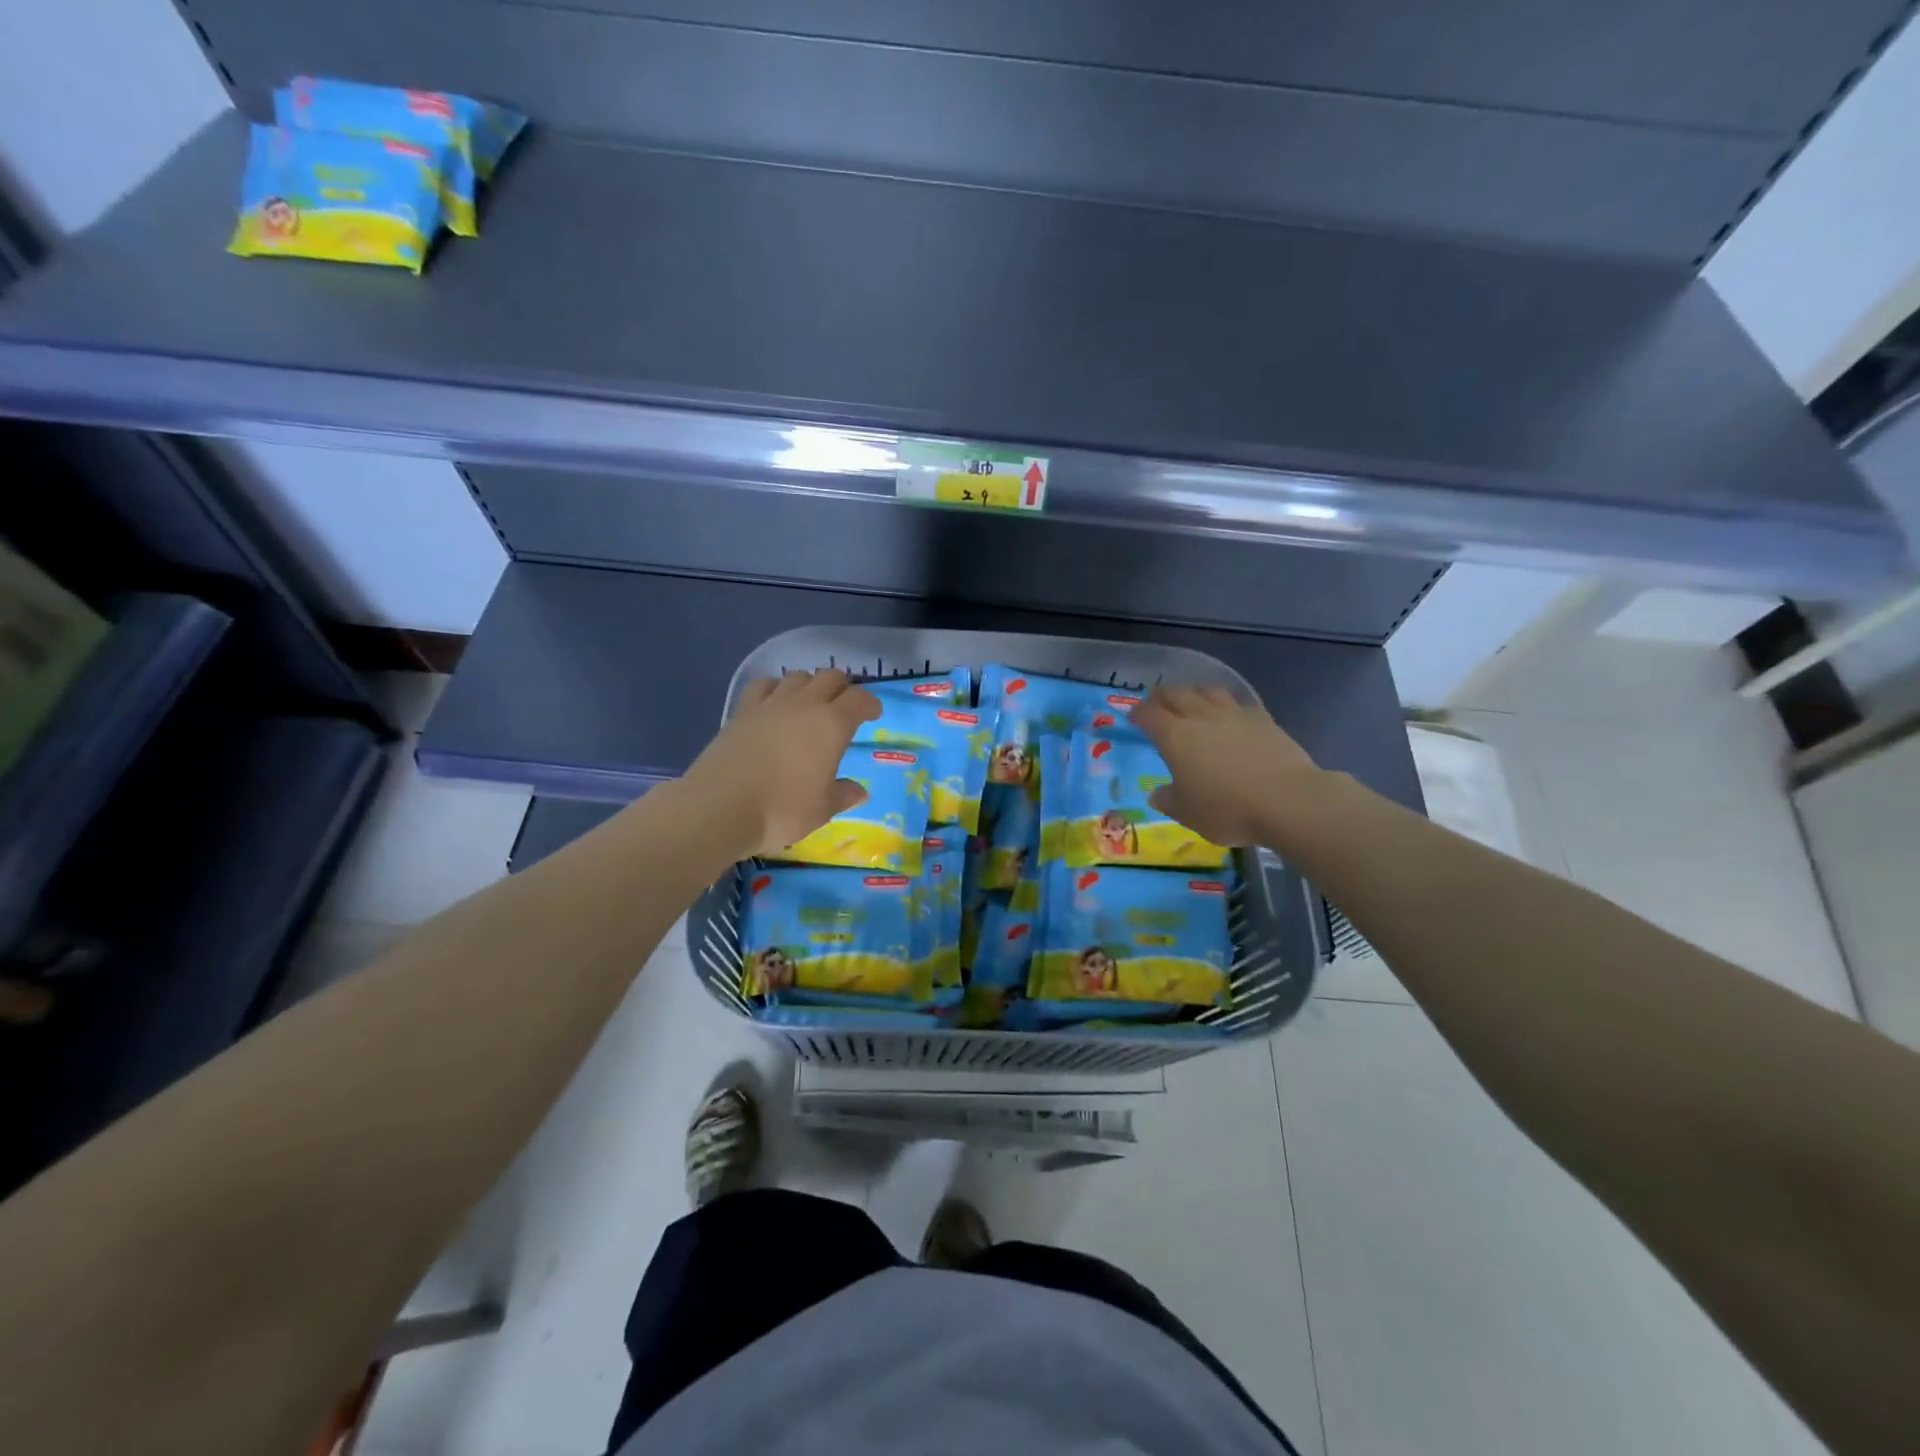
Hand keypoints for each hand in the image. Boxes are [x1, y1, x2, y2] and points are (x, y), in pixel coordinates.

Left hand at [683, 670, 881, 858]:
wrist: (719, 807)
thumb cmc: (782, 810)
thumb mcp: (822, 810)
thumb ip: (843, 795)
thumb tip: (859, 791)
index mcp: (832, 725)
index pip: (859, 699)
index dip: (870, 704)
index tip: (872, 714)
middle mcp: (804, 705)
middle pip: (830, 677)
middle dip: (842, 688)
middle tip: (843, 708)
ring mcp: (770, 704)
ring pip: (797, 676)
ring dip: (809, 685)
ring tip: (809, 705)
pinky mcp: (742, 711)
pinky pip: (764, 686)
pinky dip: (775, 689)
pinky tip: (774, 705)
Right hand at [1131, 684, 1321, 847]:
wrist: (1287, 800)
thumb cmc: (1228, 809)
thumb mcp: (1189, 814)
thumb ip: (1169, 800)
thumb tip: (1157, 794)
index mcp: (1175, 736)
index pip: (1149, 715)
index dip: (1138, 714)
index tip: (1133, 718)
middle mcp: (1200, 717)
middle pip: (1175, 694)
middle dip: (1161, 696)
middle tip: (1156, 703)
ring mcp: (1234, 714)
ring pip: (1207, 690)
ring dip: (1193, 691)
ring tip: (1190, 699)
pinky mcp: (1262, 718)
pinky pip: (1237, 701)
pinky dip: (1225, 703)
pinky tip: (1228, 712)